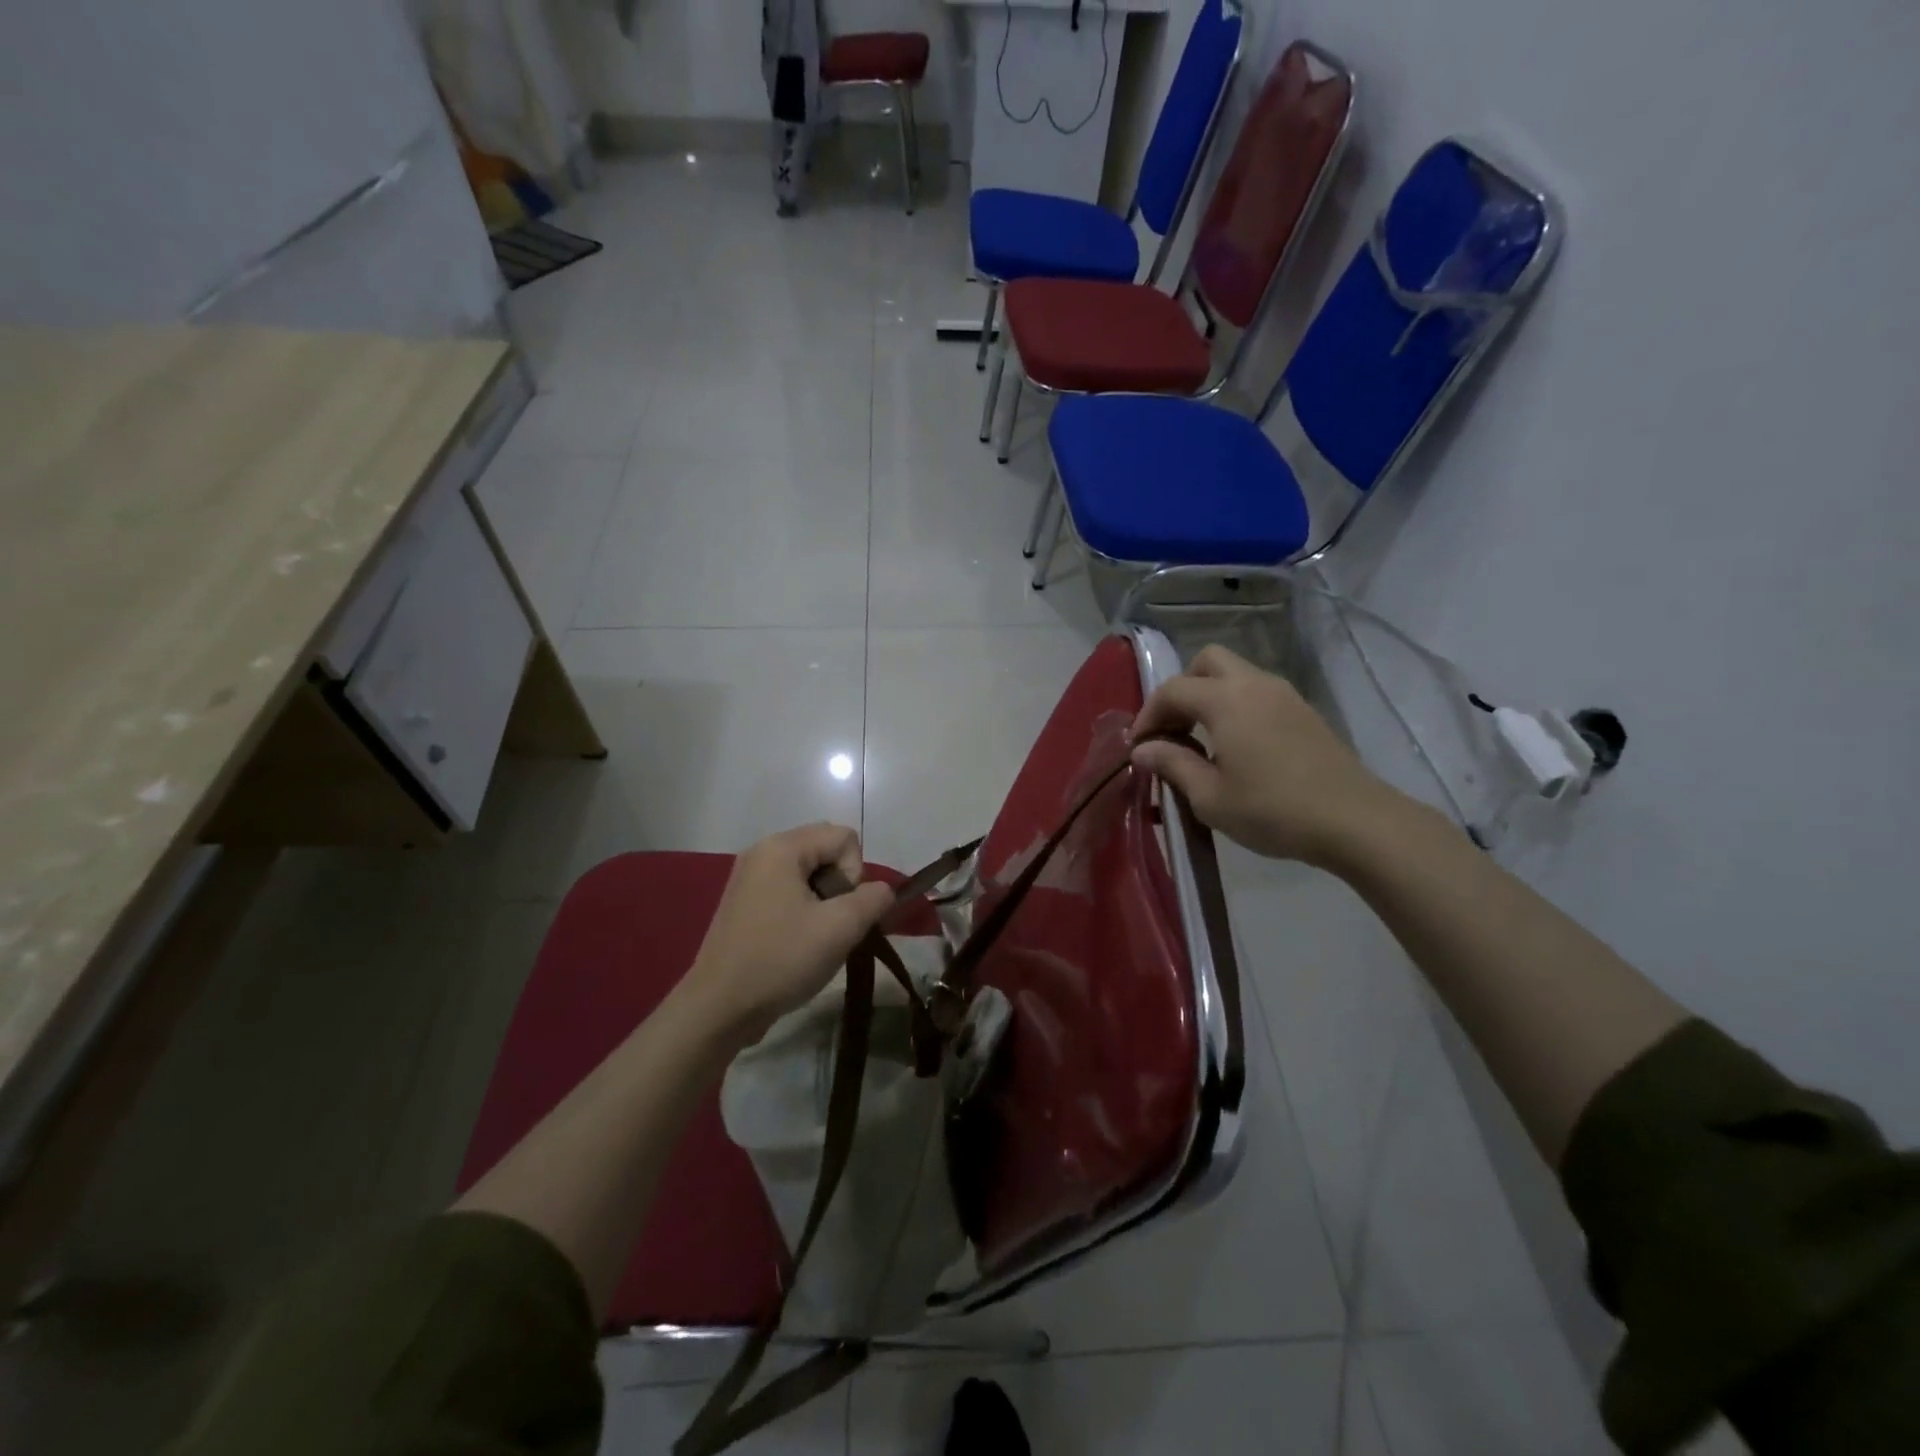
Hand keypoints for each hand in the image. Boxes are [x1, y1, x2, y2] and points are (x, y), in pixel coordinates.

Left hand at [682, 823, 893, 1041]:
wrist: (719, 1007)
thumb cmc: (780, 960)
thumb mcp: (840, 929)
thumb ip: (873, 900)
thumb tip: (882, 891)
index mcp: (782, 847)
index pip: (845, 838)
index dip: (855, 875)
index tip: (838, 913)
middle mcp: (762, 851)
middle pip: (826, 850)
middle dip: (840, 886)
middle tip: (828, 924)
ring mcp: (749, 876)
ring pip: (809, 873)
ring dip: (823, 901)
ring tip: (812, 937)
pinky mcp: (743, 901)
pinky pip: (788, 889)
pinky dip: (802, 910)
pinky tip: (793, 943)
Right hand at [1130, 645, 1409, 868]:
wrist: (1354, 820)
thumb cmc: (1272, 810)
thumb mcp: (1210, 797)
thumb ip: (1172, 765)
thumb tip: (1144, 749)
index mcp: (1225, 700)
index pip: (1172, 690)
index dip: (1148, 714)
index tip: (1139, 747)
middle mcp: (1254, 684)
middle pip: (1206, 661)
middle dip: (1182, 689)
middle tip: (1173, 729)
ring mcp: (1284, 694)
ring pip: (1235, 674)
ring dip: (1210, 697)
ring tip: (1201, 741)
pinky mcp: (1304, 711)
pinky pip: (1257, 692)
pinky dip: (1236, 706)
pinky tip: (1236, 747)